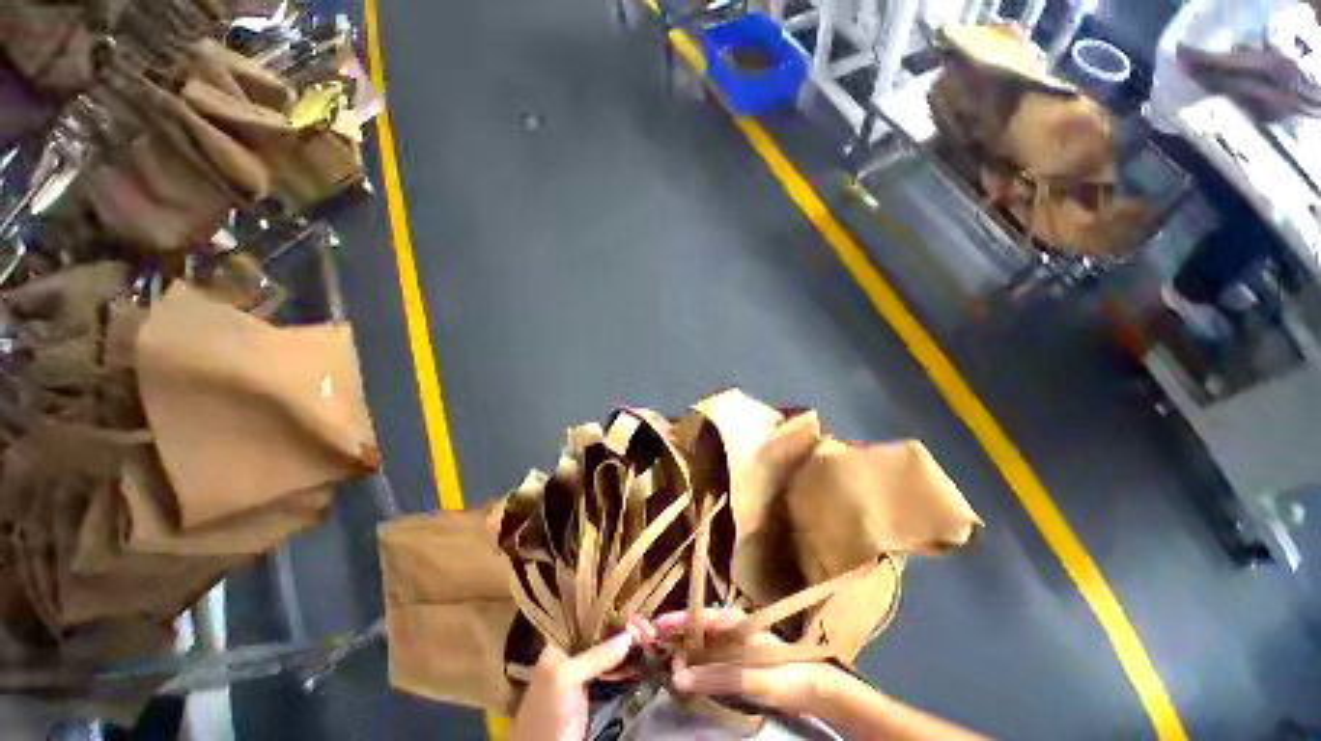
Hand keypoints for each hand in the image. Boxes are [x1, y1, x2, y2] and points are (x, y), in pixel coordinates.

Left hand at [508, 615, 657, 740]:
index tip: (636, 616)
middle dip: (627, 627)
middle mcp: (574, 648)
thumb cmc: (547, 708)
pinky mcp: (595, 687)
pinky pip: (615, 667)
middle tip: (649, 629)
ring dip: (631, 643)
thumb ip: (595, 656)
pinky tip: (642, 658)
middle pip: (605, 629)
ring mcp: (585, 668)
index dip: (614, 611)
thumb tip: (629, 635)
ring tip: (650, 639)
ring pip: (612, 647)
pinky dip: (629, 661)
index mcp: (561, 638)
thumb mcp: (565, 678)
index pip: (591, 614)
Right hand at [653, 608, 833, 716]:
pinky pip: (706, 661)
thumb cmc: (780, 673)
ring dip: (682, 656)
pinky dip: (692, 668)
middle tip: (655, 656)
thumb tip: (677, 678)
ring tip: (667, 670)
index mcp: (733, 620)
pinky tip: (683, 678)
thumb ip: (714, 676)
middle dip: (674, 641)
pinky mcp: (731, 661)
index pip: (698, 616)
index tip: (653, 626)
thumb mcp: (749, 675)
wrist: (809, 687)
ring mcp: (729, 645)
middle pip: (694, 630)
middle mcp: (728, 628)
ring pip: (698, 646)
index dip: (676, 620)